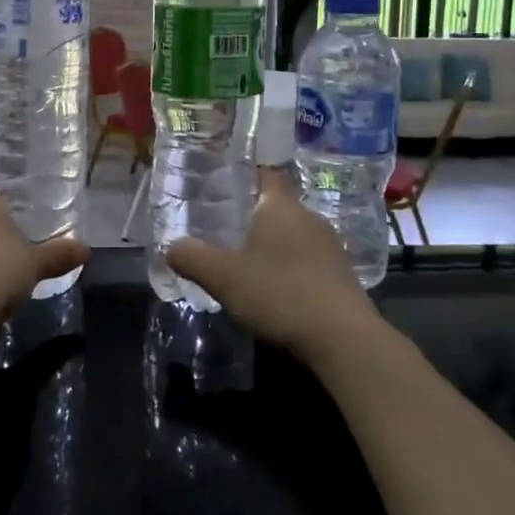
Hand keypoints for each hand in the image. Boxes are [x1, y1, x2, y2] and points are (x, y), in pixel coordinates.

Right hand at [165, 167, 381, 362]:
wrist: (343, 339)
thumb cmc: (279, 294)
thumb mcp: (224, 277)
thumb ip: (193, 258)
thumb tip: (170, 247)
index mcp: (281, 207)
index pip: (267, 174)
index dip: (247, 175)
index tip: (226, 184)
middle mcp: (310, 218)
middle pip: (279, 207)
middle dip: (255, 216)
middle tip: (226, 229)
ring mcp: (331, 248)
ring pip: (295, 235)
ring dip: (274, 245)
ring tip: (248, 262)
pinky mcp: (343, 277)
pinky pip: (310, 261)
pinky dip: (292, 268)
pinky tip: (277, 290)